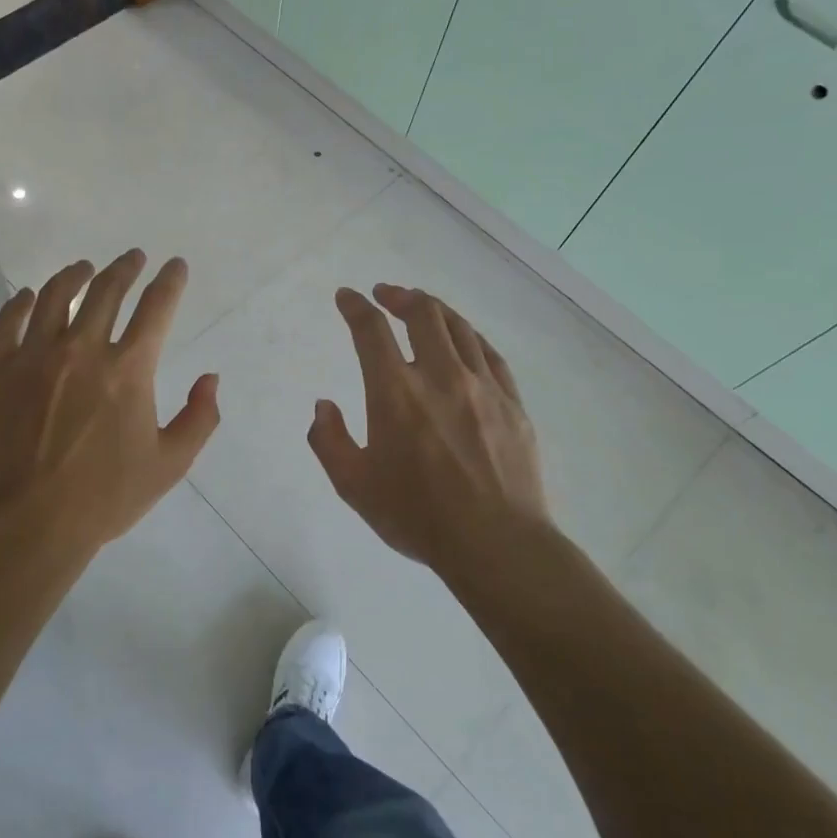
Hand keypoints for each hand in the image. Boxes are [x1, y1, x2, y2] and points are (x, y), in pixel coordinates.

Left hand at [0, 250, 219, 561]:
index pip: (156, 308)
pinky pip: (6, 322)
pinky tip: (26, 296)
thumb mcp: (170, 464)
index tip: (175, 266)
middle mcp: (83, 349)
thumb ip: (200, 418)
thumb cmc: (106, 497)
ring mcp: (35, 356)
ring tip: (84, 267)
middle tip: (133, 257)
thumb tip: (210, 378)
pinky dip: (18, 303)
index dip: (170, 281)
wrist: (30, 522)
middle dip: (125, 268)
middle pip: (106, 291)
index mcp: (128, 370)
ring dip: (74, 274)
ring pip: (54, 296)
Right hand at [308, 284, 554, 576]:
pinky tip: (463, 339)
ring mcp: (482, 386)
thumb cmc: (417, 516)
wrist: (496, 543)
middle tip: (385, 294)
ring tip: (421, 305)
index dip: (355, 307)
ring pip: (459, 327)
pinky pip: (489, 353)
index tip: (347, 297)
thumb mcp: (353, 486)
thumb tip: (324, 405)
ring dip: (435, 308)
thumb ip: (329, 440)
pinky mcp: (512, 402)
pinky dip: (469, 336)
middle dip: (399, 296)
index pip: (370, 330)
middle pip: (422, 313)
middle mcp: (440, 376)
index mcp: (395, 392)